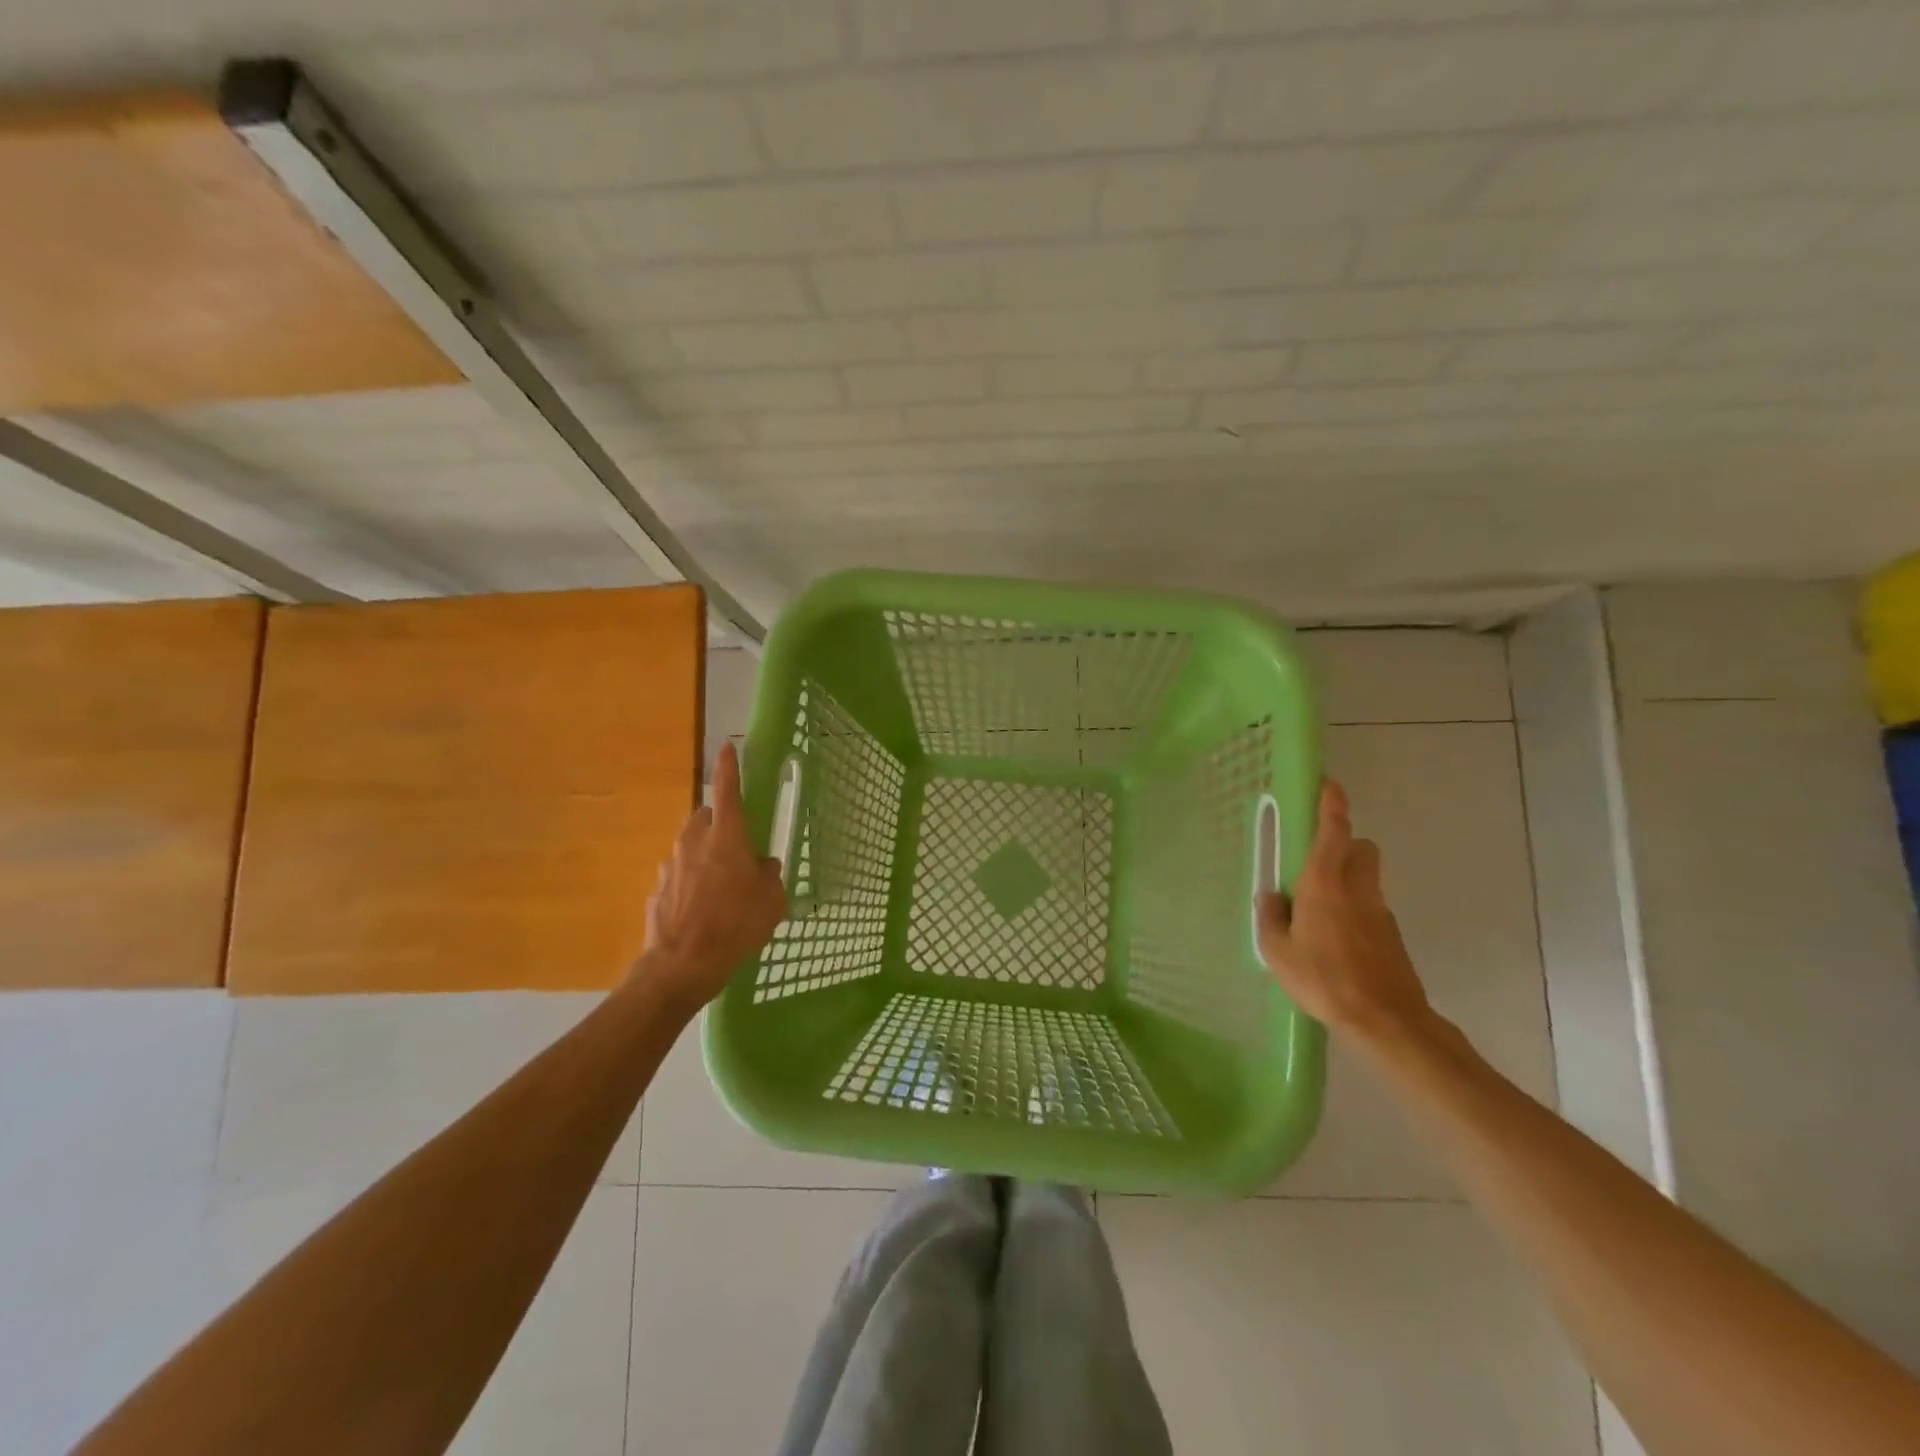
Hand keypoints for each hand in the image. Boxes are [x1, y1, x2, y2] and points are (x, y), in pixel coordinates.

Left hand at [638, 742, 786, 1012]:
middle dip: (721, 826)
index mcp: (726, 837)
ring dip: (706, 857)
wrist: (680, 966)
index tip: (728, 746)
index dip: (730, 767)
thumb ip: (769, 875)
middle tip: (739, 850)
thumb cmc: (734, 926)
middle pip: (707, 818)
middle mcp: (694, 842)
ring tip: (722, 888)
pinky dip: (691, 883)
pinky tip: (702, 911)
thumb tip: (762, 866)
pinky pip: (680, 875)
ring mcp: (671, 865)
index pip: (729, 790)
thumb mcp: (771, 901)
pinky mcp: (658, 888)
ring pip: (692, 847)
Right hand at [1256, 781, 1431, 1049]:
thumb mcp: (1278, 952)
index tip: (1329, 784)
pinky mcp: (1392, 935)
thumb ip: (1269, 918)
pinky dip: (1355, 910)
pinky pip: (1369, 907)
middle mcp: (1357, 888)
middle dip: (1345, 843)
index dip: (1332, 804)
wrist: (1386, 1020)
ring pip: (1367, 877)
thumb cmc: (1324, 979)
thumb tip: (1270, 896)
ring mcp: (1379, 911)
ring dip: (1348, 878)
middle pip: (1361, 847)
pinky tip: (1336, 941)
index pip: (1334, 831)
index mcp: (1325, 884)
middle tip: (1317, 861)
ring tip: (1319, 910)